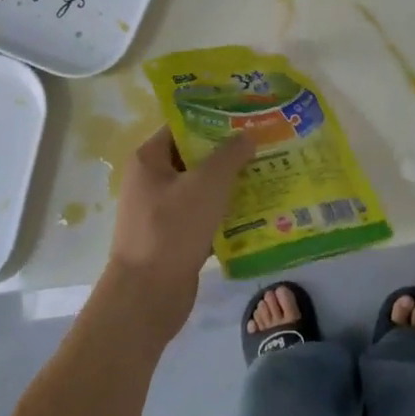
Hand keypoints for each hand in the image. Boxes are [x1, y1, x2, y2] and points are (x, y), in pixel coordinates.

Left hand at [105, 127, 256, 342]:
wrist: (146, 296)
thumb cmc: (172, 230)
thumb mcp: (207, 184)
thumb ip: (229, 156)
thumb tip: (247, 135)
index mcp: (149, 160)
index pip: (183, 127)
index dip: (213, 120)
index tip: (245, 119)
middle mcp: (151, 182)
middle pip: (194, 158)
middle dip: (228, 155)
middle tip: (263, 147)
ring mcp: (160, 212)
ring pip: (201, 190)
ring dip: (229, 186)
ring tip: (267, 177)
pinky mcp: (172, 239)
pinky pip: (203, 218)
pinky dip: (224, 216)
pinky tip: (256, 215)